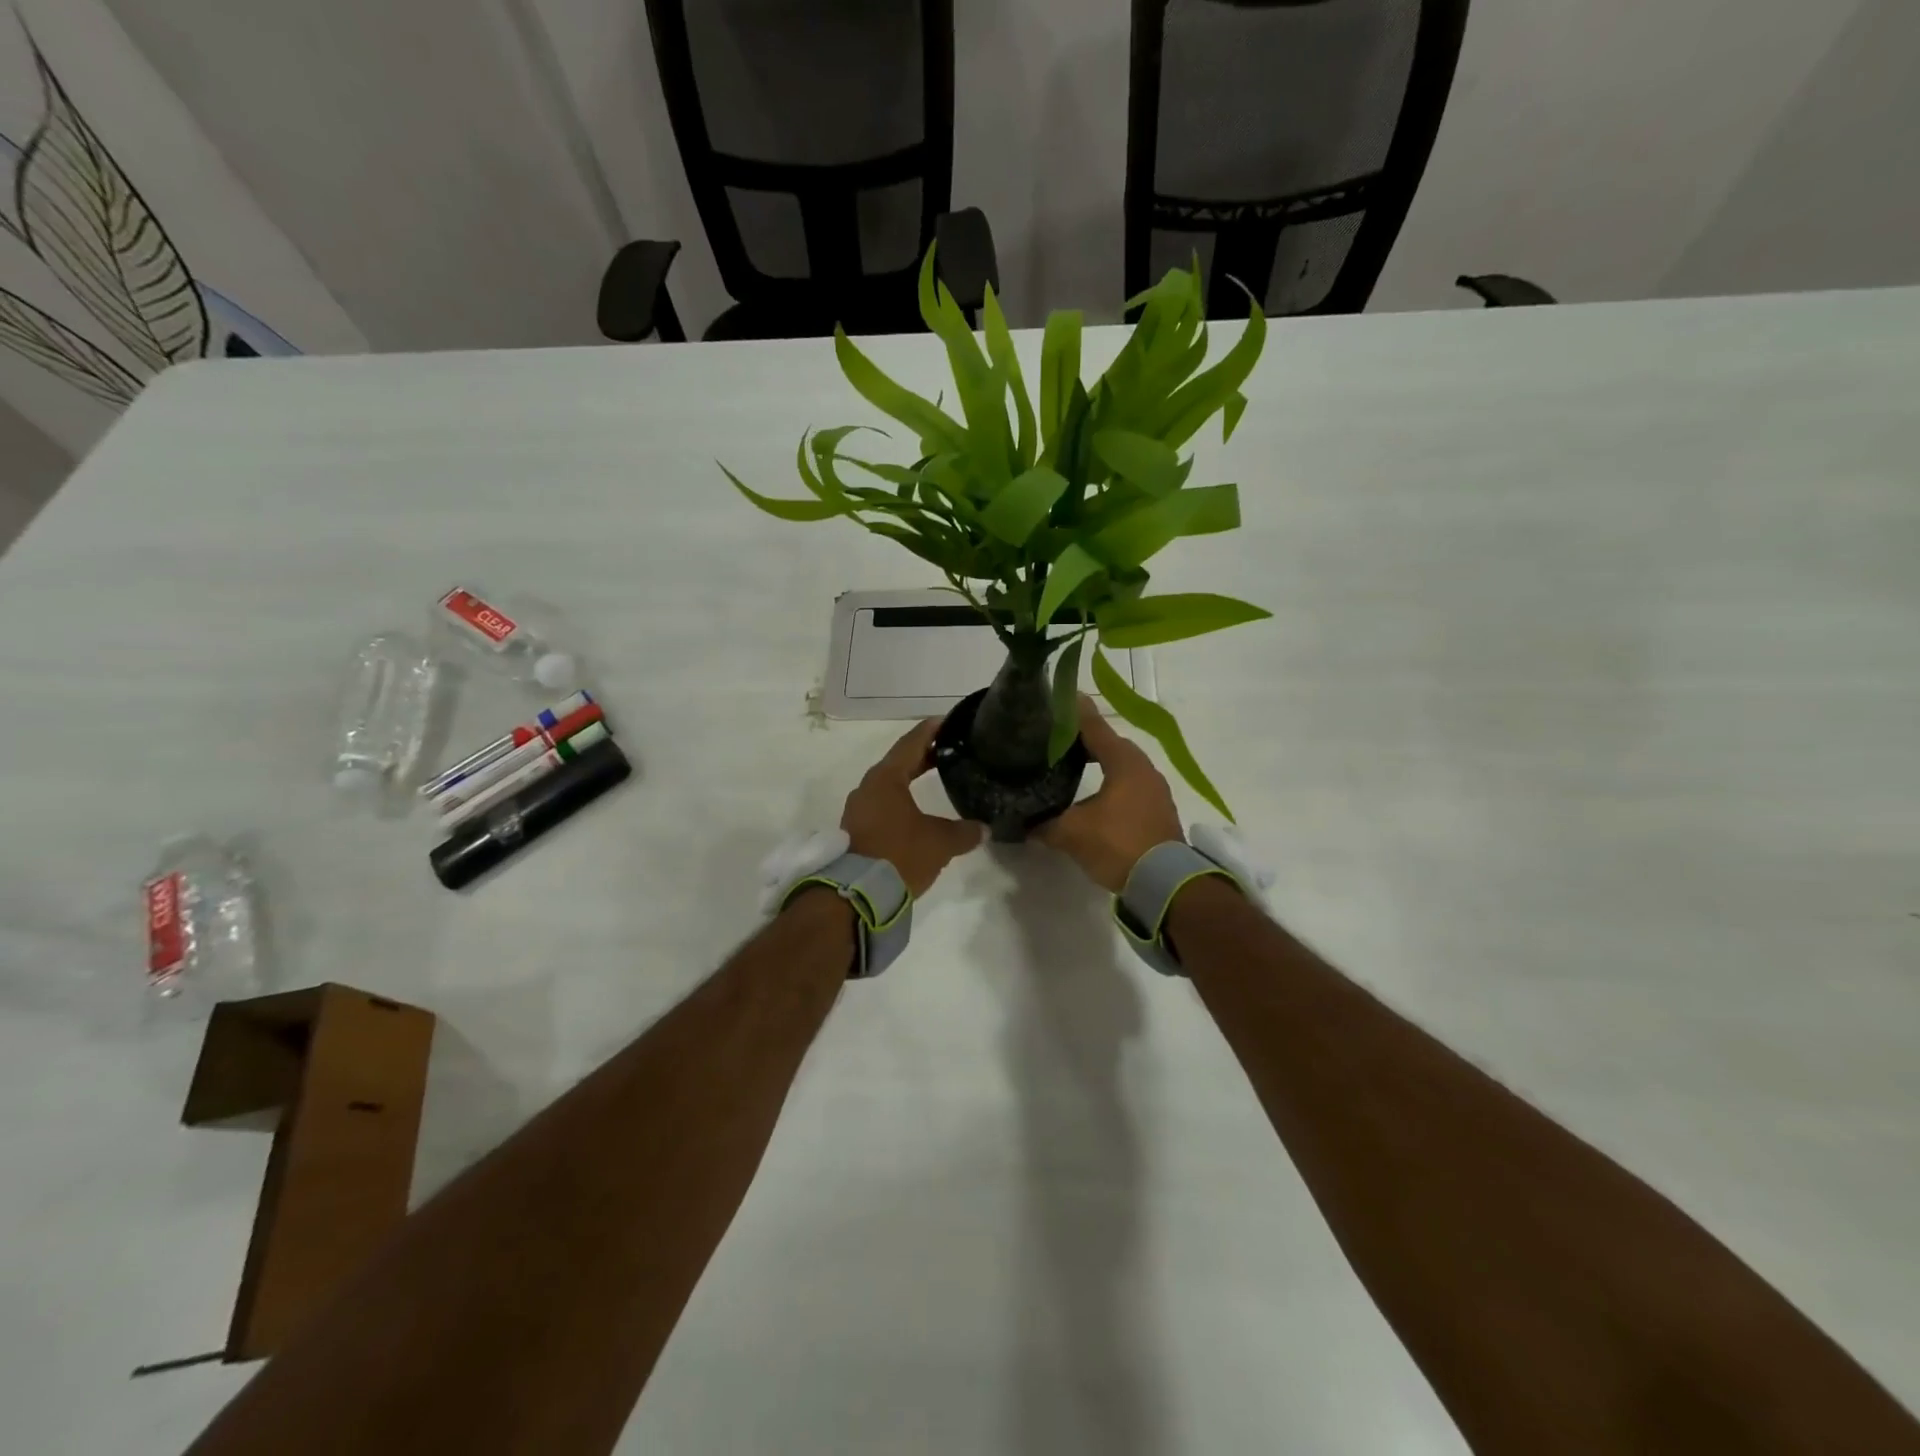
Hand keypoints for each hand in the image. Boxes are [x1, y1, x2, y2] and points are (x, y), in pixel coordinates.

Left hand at [842, 720, 985, 897]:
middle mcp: (868, 788)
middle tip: (951, 748)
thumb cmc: (899, 855)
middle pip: (899, 762)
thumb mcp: (940, 842)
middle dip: (925, 755)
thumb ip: (964, 832)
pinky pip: (884, 804)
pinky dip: (903, 799)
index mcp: (886, 779)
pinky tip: (918, 809)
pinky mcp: (856, 831)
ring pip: (890, 785)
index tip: (949, 720)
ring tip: (938, 776)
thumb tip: (983, 828)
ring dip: (912, 779)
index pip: (911, 743)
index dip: (931, 730)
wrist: (856, 896)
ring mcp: (859, 810)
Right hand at [1035, 696, 1183, 892]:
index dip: (1074, 713)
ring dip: (1099, 762)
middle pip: (1109, 744)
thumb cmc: (1119, 844)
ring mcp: (1154, 789)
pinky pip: (1129, 784)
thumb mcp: (1072, 833)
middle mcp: (1143, 768)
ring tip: (1071, 764)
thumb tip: (1021, 824)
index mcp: (1124, 762)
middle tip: (1055, 738)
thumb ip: (1044, 824)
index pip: (1094, 727)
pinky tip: (1093, 795)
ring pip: (1120, 765)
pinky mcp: (1157, 810)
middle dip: (1083, 739)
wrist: (1166, 884)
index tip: (1057, 698)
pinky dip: (1110, 782)